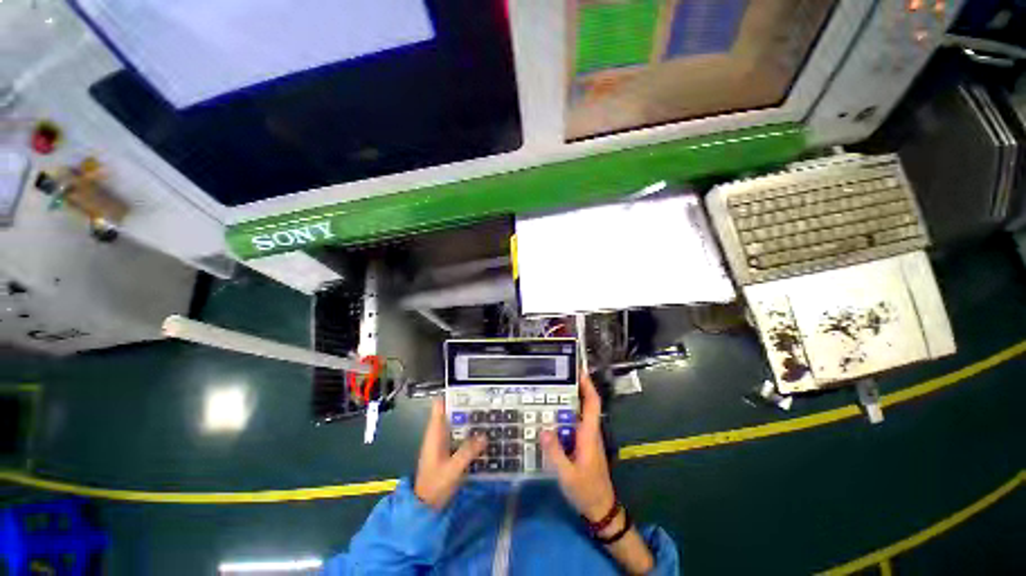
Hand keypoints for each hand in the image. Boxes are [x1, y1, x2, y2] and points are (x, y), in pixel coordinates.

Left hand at [414, 399, 486, 509]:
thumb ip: (468, 452)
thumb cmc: (434, 485)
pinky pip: (461, 435)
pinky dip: (470, 432)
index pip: (440, 406)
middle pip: (452, 412)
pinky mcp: (449, 451)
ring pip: (457, 424)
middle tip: (486, 401)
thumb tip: (485, 435)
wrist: (425, 507)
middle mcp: (438, 434)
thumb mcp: (452, 469)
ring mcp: (443, 442)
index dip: (452, 395)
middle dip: (467, 406)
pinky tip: (484, 433)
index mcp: (435, 433)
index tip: (469, 390)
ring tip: (489, 413)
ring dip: (470, 419)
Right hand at [540, 374, 615, 520]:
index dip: (587, 385)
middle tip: (553, 379)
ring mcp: (586, 438)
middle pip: (583, 404)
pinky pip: (571, 425)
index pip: (592, 403)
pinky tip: (548, 420)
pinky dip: (562, 418)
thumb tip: (543, 429)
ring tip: (546, 395)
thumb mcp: (567, 474)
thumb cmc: (586, 490)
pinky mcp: (582, 445)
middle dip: (571, 389)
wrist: (600, 509)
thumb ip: (555, 453)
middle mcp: (589, 431)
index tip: (579, 370)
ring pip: (576, 414)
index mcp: (589, 434)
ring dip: (564, 404)